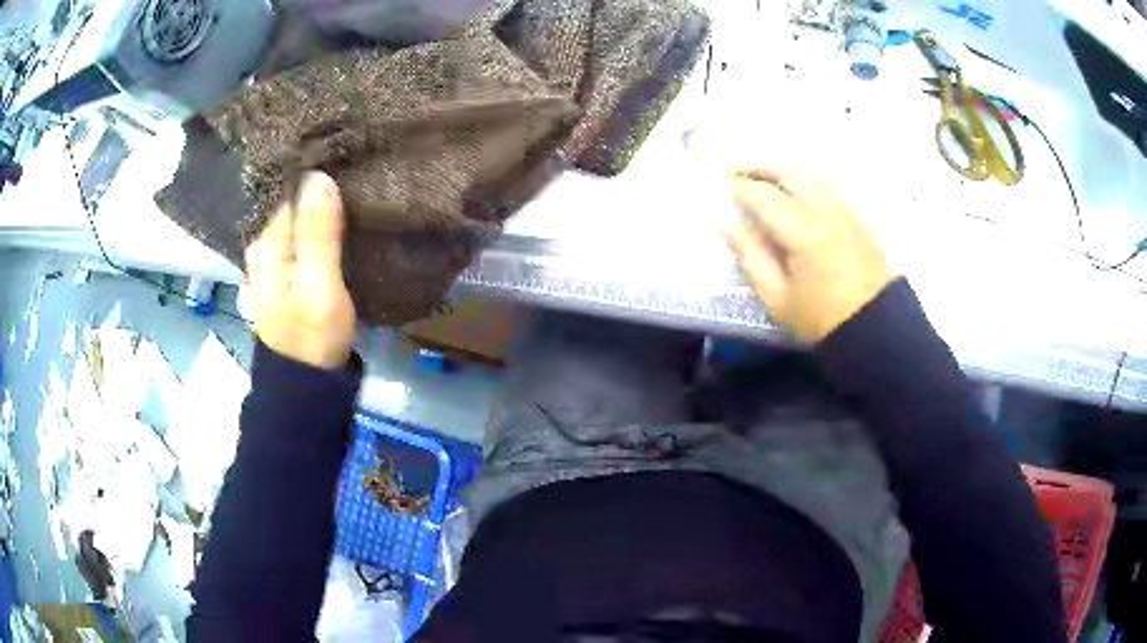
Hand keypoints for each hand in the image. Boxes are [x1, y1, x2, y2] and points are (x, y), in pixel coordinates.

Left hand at [245, 172, 355, 368]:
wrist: (311, 385)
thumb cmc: (313, 339)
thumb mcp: (318, 288)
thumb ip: (318, 236)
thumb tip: (319, 175)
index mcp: (267, 246)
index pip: (292, 193)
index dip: (320, 174)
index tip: (354, 156)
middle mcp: (269, 246)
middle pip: (299, 203)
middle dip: (328, 186)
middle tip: (367, 166)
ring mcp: (284, 259)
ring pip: (309, 218)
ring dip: (333, 204)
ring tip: (367, 184)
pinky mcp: (300, 270)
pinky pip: (316, 235)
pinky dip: (334, 223)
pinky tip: (355, 215)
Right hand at [728, 165, 895, 342]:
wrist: (874, 326)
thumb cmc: (821, 317)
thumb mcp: (777, 298)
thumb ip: (751, 258)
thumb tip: (729, 225)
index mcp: (802, 230)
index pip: (764, 196)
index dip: (741, 189)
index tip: (724, 188)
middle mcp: (823, 209)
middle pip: (789, 172)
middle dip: (761, 167)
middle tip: (740, 171)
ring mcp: (843, 209)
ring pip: (809, 174)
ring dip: (783, 170)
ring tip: (765, 178)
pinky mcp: (855, 216)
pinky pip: (824, 185)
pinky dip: (803, 180)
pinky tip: (794, 192)